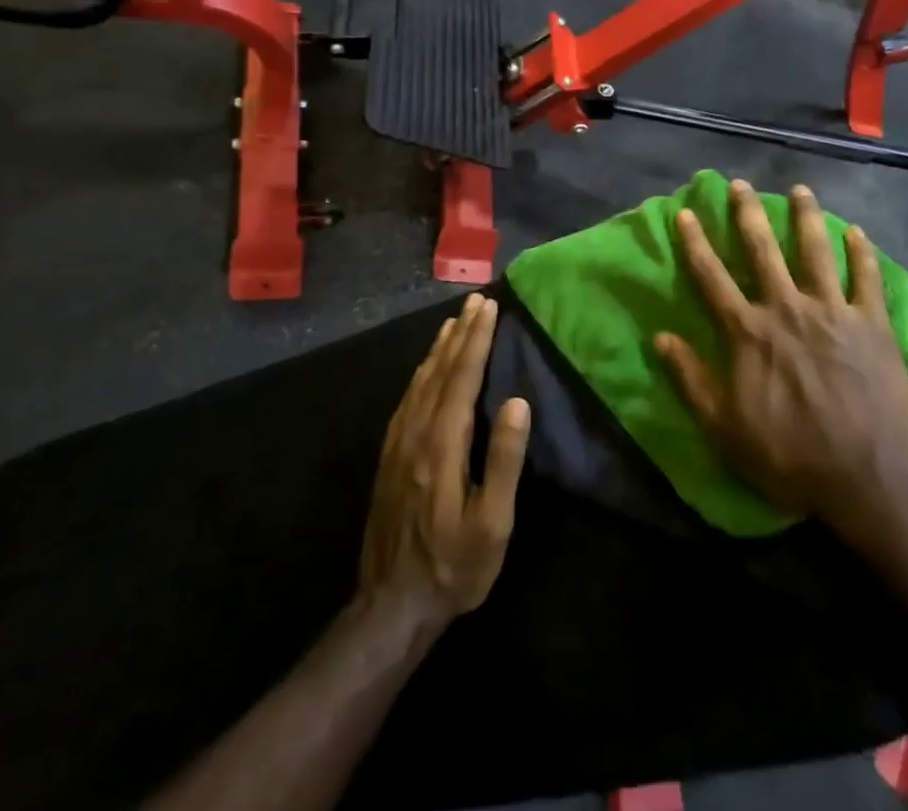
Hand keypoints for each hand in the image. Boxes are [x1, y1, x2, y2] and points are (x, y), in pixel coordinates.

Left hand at [358, 294, 530, 633]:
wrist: (390, 607)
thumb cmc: (454, 567)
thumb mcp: (492, 524)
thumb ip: (505, 461)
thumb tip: (518, 402)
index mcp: (443, 445)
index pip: (463, 378)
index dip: (477, 340)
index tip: (490, 307)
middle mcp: (416, 434)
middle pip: (441, 371)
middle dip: (461, 333)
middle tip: (476, 301)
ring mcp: (398, 444)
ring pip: (420, 381)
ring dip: (440, 348)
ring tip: (454, 321)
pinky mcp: (389, 457)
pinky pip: (407, 399)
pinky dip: (421, 373)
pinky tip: (427, 367)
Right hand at [655, 180, 907, 541]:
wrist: (868, 478)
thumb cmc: (789, 456)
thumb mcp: (724, 429)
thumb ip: (691, 379)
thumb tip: (659, 338)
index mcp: (749, 332)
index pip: (712, 277)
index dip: (695, 243)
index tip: (684, 213)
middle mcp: (787, 308)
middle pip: (763, 251)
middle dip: (748, 214)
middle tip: (740, 184)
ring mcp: (833, 312)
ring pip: (816, 251)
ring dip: (806, 217)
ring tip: (800, 190)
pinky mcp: (872, 324)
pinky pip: (867, 279)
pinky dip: (862, 253)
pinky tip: (857, 232)